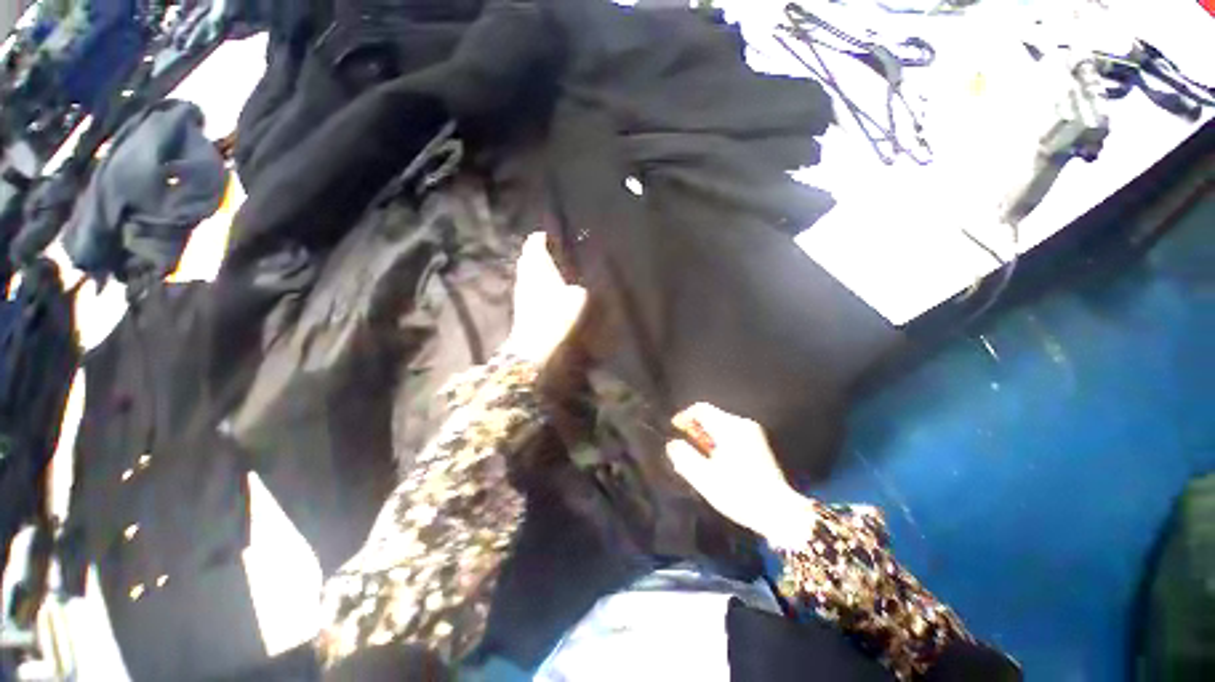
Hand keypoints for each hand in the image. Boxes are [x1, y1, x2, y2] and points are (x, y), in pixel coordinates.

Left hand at [504, 232, 586, 364]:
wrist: (535, 346)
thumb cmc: (557, 316)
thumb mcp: (578, 298)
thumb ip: (578, 288)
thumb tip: (577, 287)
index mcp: (538, 265)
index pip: (535, 242)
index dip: (543, 237)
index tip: (554, 237)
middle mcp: (525, 274)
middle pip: (528, 256)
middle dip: (539, 253)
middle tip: (555, 254)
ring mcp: (520, 290)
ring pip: (526, 272)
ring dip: (537, 269)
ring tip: (553, 272)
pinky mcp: (519, 305)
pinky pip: (527, 286)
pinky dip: (536, 284)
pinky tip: (548, 293)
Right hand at [665, 403, 810, 546]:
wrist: (780, 513)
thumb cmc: (739, 493)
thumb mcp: (705, 478)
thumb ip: (684, 457)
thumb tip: (672, 443)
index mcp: (729, 427)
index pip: (701, 409)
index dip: (684, 416)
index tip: (674, 430)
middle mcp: (742, 424)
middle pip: (712, 416)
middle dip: (695, 429)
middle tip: (684, 447)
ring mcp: (753, 434)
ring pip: (721, 426)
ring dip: (706, 437)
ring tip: (698, 457)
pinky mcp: (759, 445)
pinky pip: (731, 434)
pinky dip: (719, 442)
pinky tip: (716, 461)